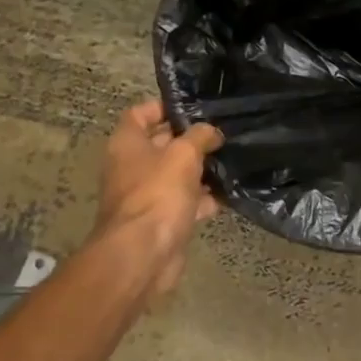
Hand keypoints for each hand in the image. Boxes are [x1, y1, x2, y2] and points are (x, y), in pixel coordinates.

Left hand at [92, 100, 223, 301]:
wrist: (144, 254)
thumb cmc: (158, 194)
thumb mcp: (184, 154)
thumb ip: (200, 136)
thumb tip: (212, 132)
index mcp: (127, 144)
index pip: (140, 113)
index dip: (164, 106)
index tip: (194, 106)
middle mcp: (133, 166)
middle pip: (162, 144)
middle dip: (191, 139)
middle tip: (223, 132)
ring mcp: (148, 195)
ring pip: (177, 174)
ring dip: (202, 170)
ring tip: (233, 158)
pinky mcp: (163, 219)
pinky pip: (187, 202)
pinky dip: (206, 198)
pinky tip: (231, 193)